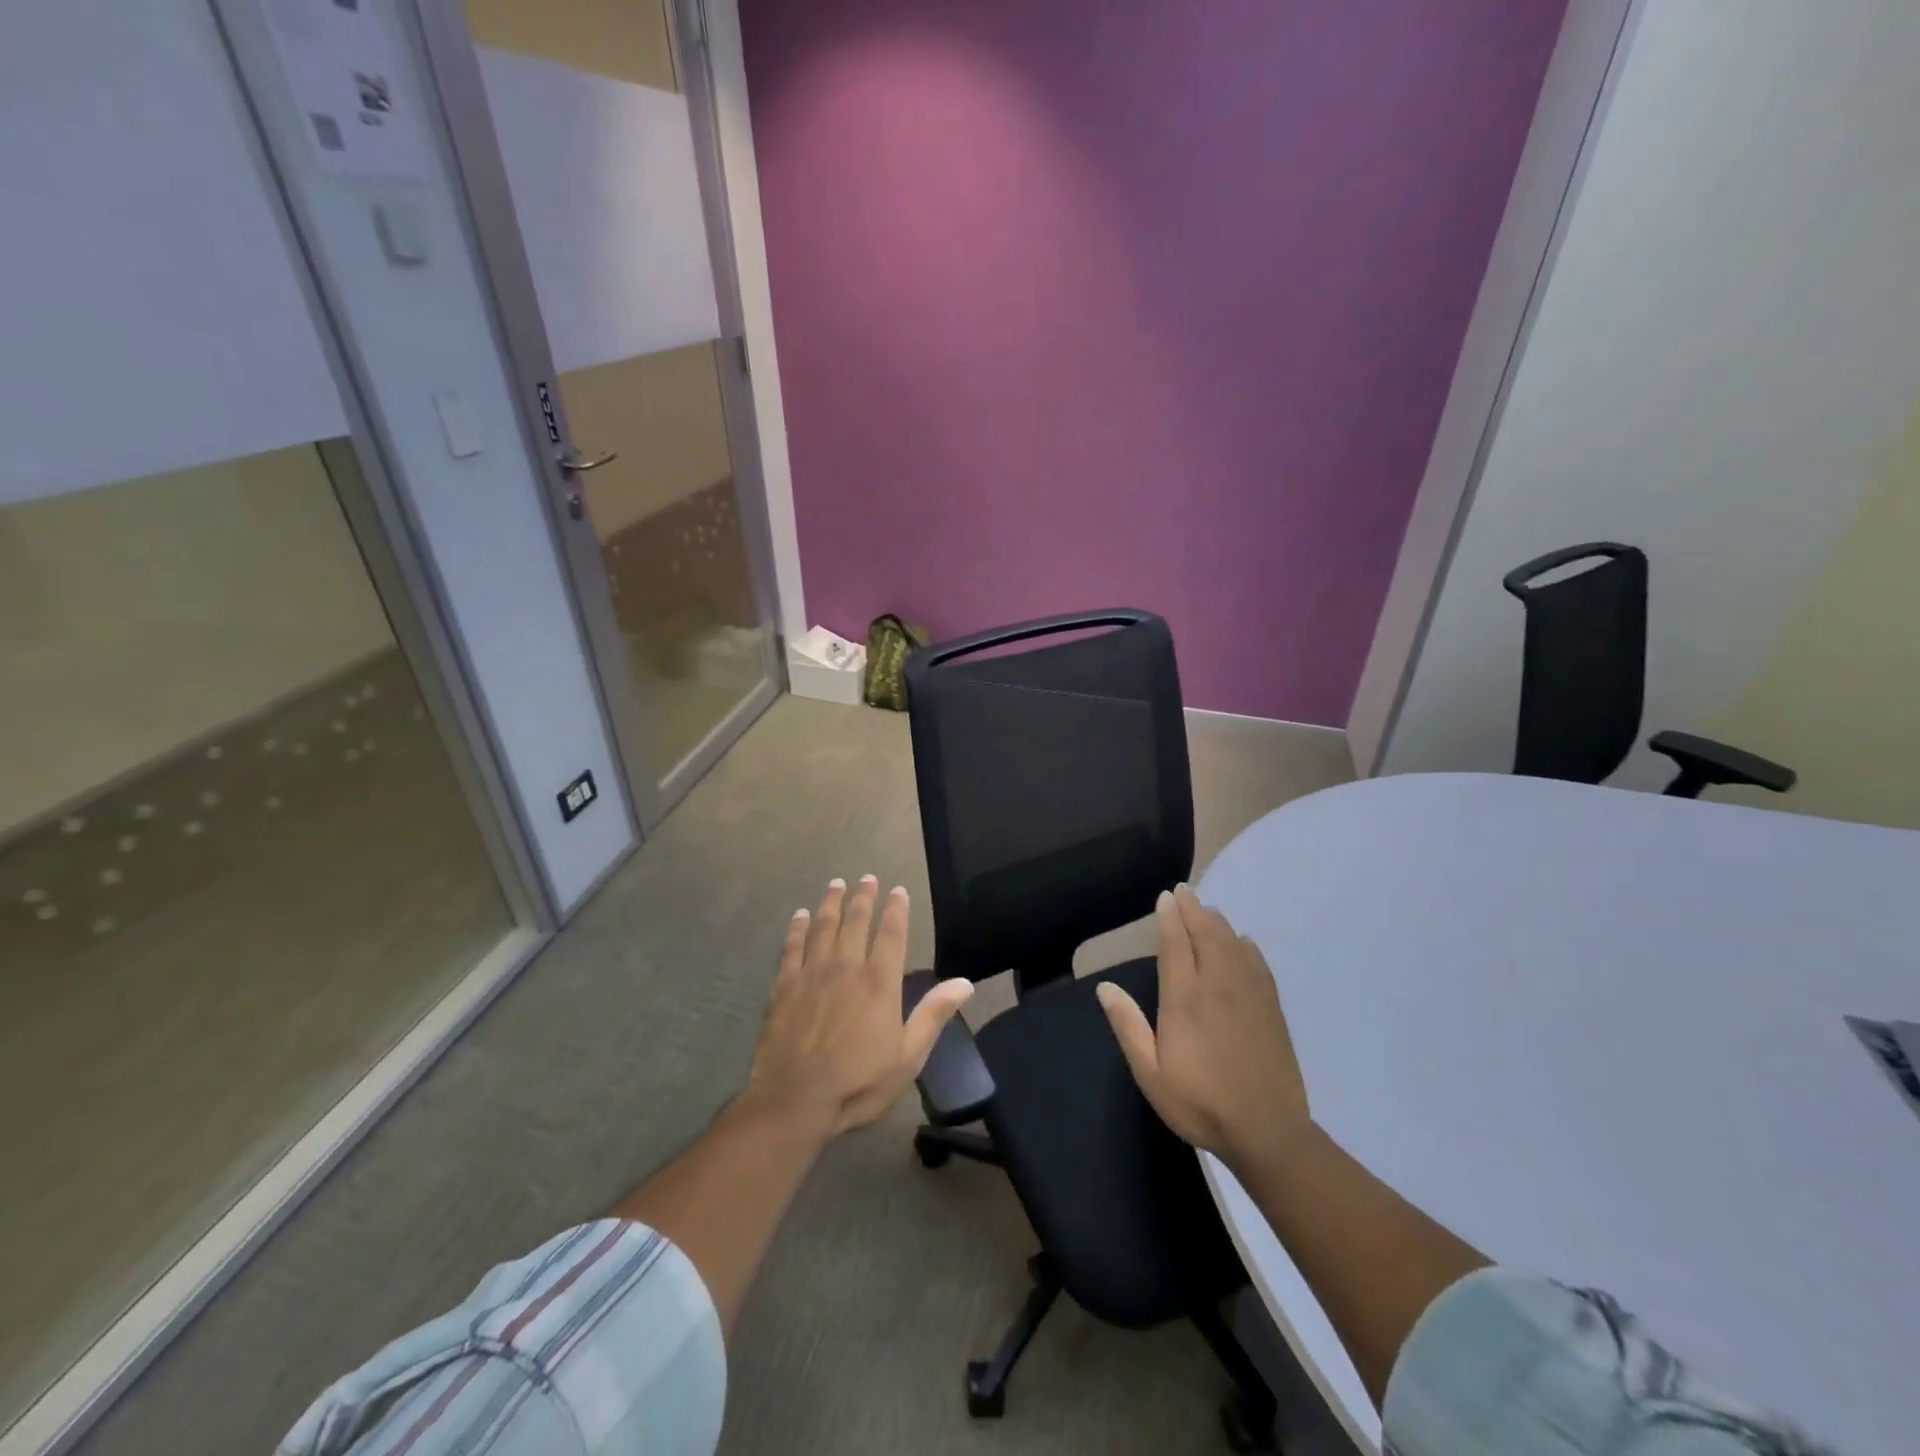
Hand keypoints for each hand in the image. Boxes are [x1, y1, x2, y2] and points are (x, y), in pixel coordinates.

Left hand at [749, 876, 973, 1137]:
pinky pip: (792, 947)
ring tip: (836, 885)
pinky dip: (797, 928)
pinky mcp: (784, 987)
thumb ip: (933, 1015)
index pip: (891, 934)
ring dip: (831, 903)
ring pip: (823, 927)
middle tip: (867, 878)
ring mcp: (811, 974)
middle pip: (855, 922)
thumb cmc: (858, 1083)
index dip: (896, 909)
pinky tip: (800, 916)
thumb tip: (965, 983)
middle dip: (864, 898)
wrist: (795, 1101)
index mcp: (879, 982)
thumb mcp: (908, 1056)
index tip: (898, 890)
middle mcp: (846, 968)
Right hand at [1096, 886, 1309, 1175]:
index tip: (1166, 897)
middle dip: (1194, 910)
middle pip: (1206, 934)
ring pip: (1233, 944)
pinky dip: (1247, 946)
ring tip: (1207, 910)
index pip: (1176, 944)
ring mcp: (1249, 994)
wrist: (1267, 1131)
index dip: (1170, 918)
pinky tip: (1244, 942)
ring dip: (1218, 923)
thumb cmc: (1200, 1103)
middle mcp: (1218, 985)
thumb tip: (1105, 987)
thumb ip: (1127, 1026)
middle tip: (1185, 892)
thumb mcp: (1150, 1073)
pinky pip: (1258, 964)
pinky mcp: (1271, 1008)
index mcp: (1185, 998)